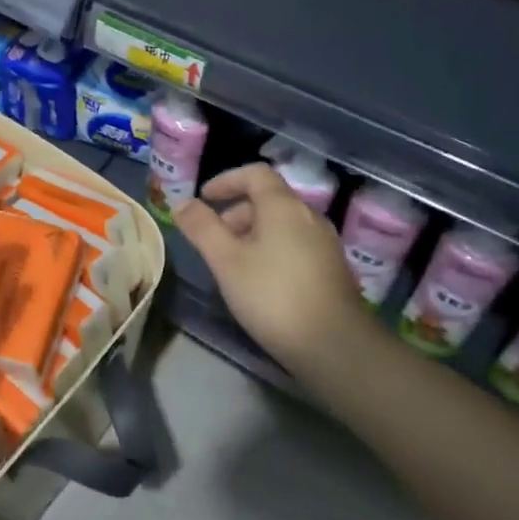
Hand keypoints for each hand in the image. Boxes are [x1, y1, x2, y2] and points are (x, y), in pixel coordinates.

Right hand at [175, 165, 368, 374]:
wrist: (335, 345)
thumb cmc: (273, 295)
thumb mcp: (226, 261)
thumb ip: (202, 228)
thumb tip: (183, 203)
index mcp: (283, 206)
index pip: (255, 174)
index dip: (226, 180)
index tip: (204, 198)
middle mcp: (309, 216)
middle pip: (268, 199)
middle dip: (236, 212)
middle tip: (213, 238)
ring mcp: (325, 243)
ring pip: (282, 224)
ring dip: (253, 233)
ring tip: (232, 264)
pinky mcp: (332, 269)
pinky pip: (295, 244)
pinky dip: (272, 249)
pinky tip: (260, 282)